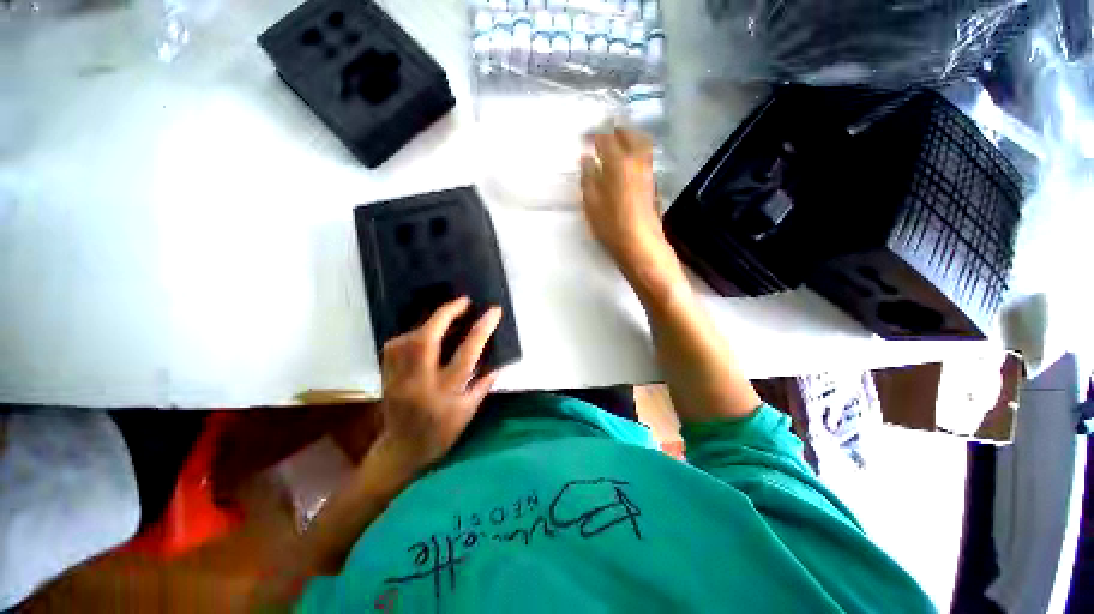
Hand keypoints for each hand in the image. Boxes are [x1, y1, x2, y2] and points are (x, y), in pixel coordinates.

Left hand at [376, 297, 501, 478]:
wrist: (402, 451)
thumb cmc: (441, 434)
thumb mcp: (468, 412)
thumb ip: (483, 385)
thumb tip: (497, 362)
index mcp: (446, 393)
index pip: (467, 353)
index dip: (482, 328)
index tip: (493, 311)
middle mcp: (419, 383)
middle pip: (427, 339)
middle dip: (446, 314)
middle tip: (462, 302)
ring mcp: (398, 379)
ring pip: (408, 340)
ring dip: (428, 322)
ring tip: (445, 315)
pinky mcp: (386, 376)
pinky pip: (394, 346)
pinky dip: (410, 334)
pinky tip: (421, 332)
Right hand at [581, 128, 677, 283]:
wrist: (640, 244)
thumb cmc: (611, 225)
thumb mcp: (591, 203)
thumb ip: (588, 177)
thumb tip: (587, 159)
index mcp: (618, 162)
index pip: (605, 139)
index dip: (595, 135)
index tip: (585, 137)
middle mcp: (636, 161)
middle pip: (629, 134)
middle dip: (616, 131)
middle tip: (605, 134)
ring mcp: (647, 171)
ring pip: (641, 144)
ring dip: (629, 139)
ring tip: (617, 144)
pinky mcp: (653, 183)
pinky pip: (645, 158)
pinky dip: (636, 152)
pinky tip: (627, 163)